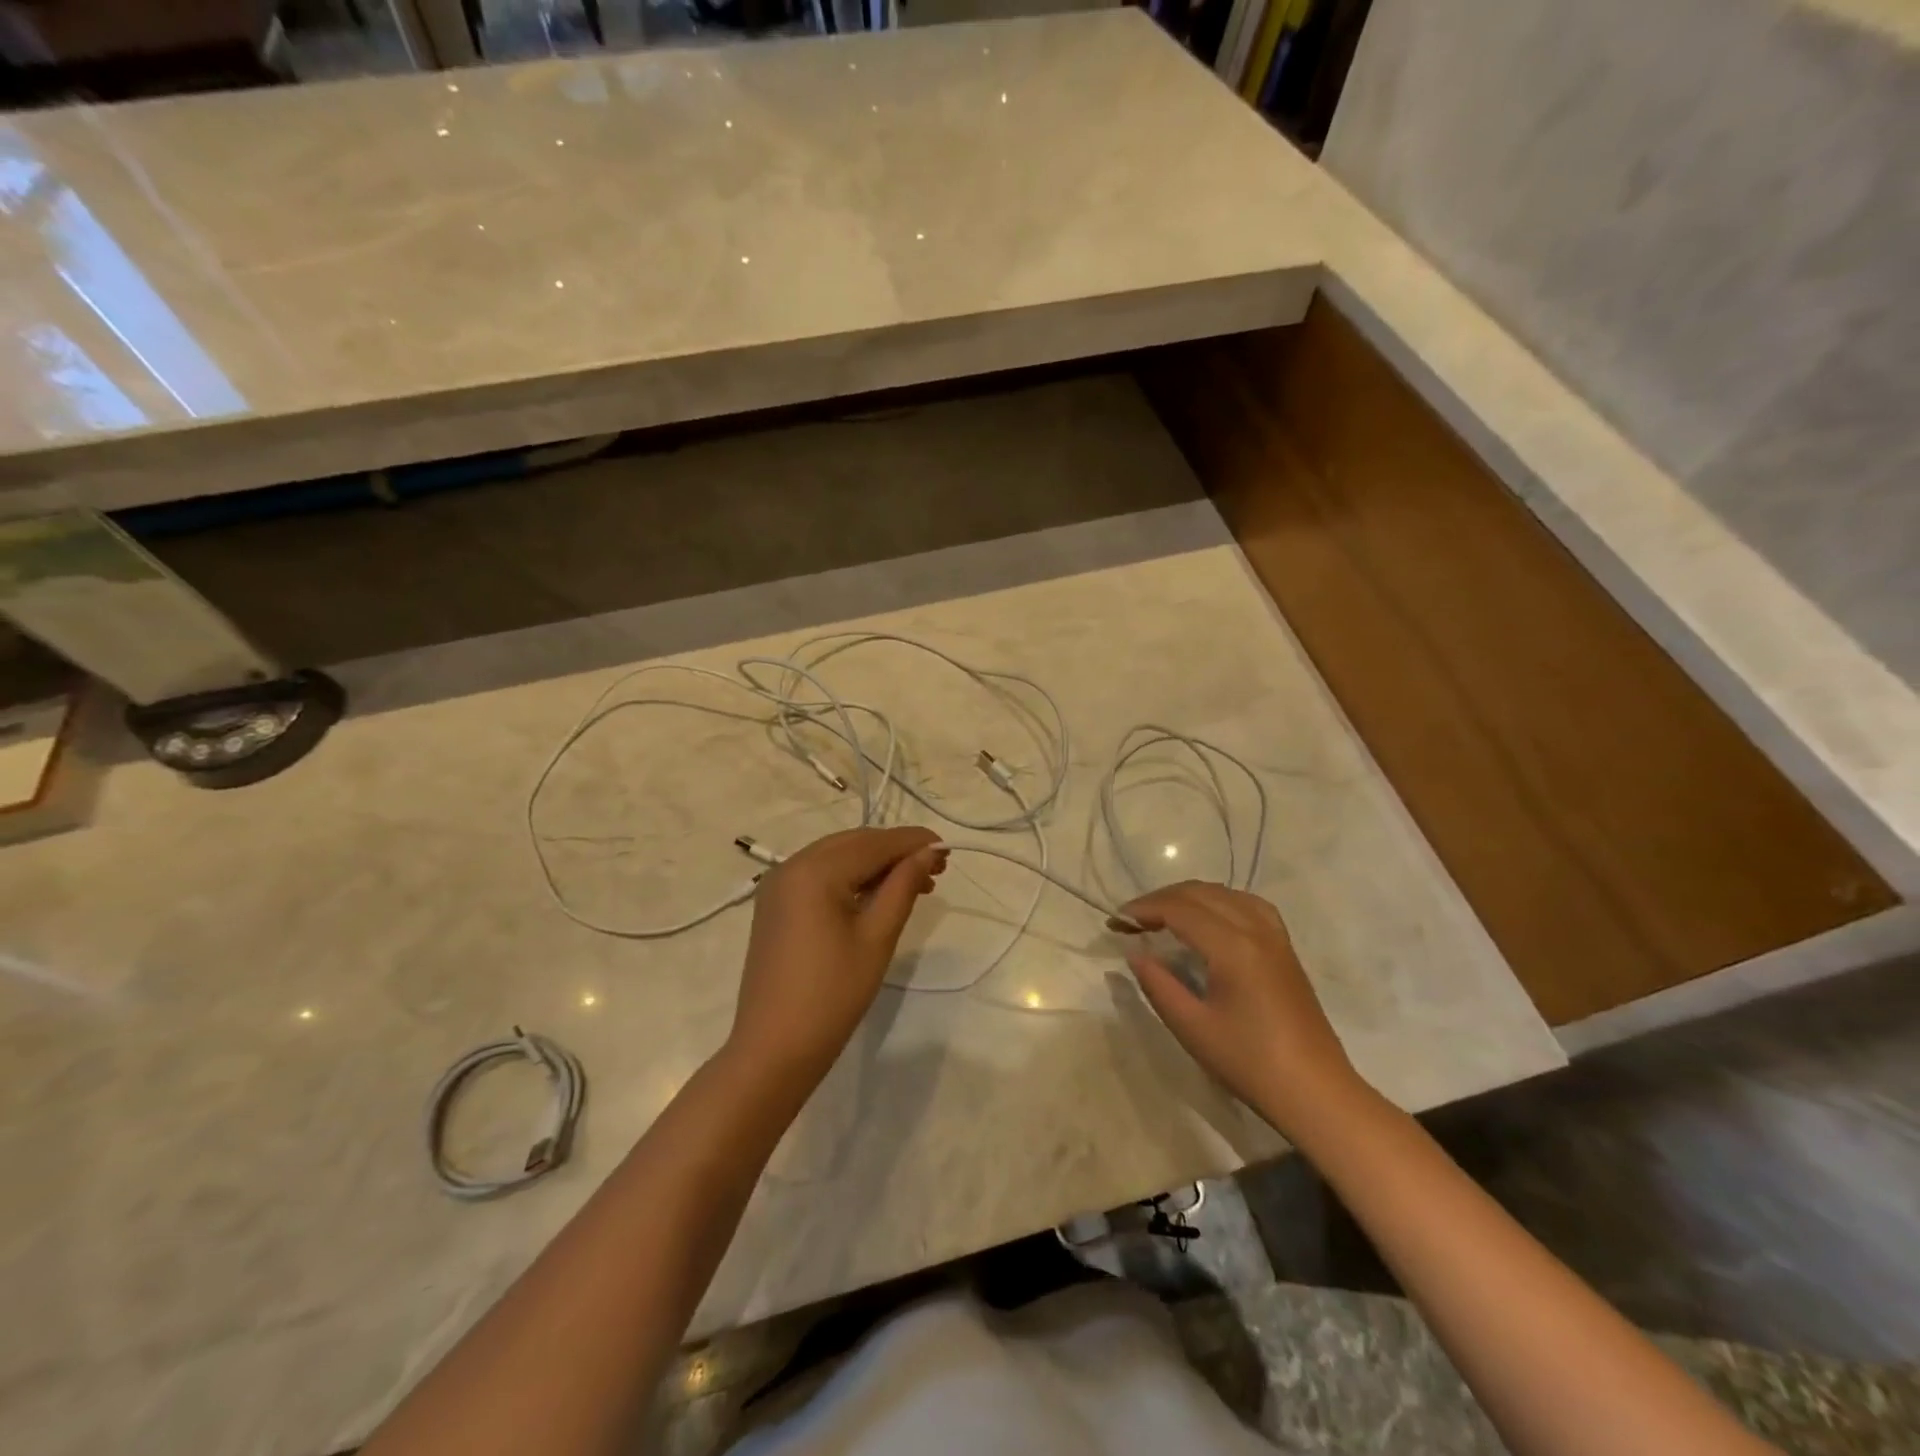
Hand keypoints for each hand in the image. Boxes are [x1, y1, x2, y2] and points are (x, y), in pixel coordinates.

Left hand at [728, 827, 946, 1084]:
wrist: (775, 1049)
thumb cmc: (832, 995)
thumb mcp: (877, 937)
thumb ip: (903, 886)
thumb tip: (929, 852)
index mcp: (814, 871)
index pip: (874, 844)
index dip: (913, 842)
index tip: (948, 849)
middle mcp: (791, 866)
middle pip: (854, 844)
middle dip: (896, 851)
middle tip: (936, 868)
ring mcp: (778, 885)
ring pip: (837, 857)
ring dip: (876, 864)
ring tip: (916, 884)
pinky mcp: (775, 905)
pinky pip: (820, 875)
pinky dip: (851, 877)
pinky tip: (878, 894)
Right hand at [1117, 881, 1364, 1134]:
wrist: (1315, 1092)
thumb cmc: (1249, 1063)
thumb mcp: (1192, 1027)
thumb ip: (1158, 983)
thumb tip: (1135, 952)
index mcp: (1233, 947)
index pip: (1179, 909)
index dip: (1143, 909)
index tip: (1115, 923)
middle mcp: (1256, 929)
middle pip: (1200, 893)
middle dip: (1160, 900)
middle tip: (1130, 921)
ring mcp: (1275, 936)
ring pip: (1225, 893)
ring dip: (1189, 897)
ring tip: (1162, 916)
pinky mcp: (1285, 948)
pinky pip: (1248, 904)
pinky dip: (1218, 901)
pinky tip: (1207, 919)